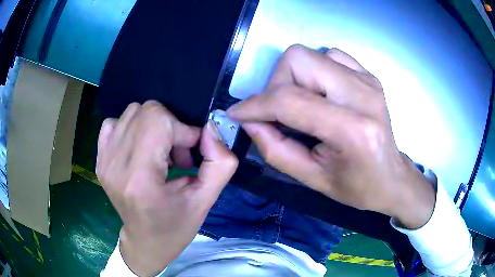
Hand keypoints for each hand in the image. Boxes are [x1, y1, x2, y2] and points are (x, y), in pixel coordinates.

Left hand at [97, 101, 237, 275]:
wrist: (145, 242)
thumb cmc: (175, 227)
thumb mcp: (205, 201)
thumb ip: (220, 163)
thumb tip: (210, 128)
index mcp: (139, 179)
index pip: (157, 120)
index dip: (182, 129)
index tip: (191, 154)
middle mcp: (115, 164)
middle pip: (144, 112)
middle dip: (169, 126)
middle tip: (177, 155)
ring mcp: (103, 160)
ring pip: (132, 113)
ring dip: (152, 128)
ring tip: (160, 155)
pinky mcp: (99, 160)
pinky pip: (114, 123)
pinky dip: (131, 129)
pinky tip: (140, 150)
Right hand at [228, 45, 434, 228]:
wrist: (392, 177)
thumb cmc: (357, 187)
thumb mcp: (312, 179)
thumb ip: (275, 150)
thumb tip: (249, 120)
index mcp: (353, 130)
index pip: (290, 100)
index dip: (255, 105)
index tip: (238, 113)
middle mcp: (362, 95)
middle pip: (298, 60)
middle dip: (276, 84)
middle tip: (279, 112)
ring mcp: (367, 80)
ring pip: (310, 54)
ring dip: (294, 78)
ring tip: (302, 105)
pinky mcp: (368, 75)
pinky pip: (329, 55)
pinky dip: (315, 71)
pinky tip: (322, 94)